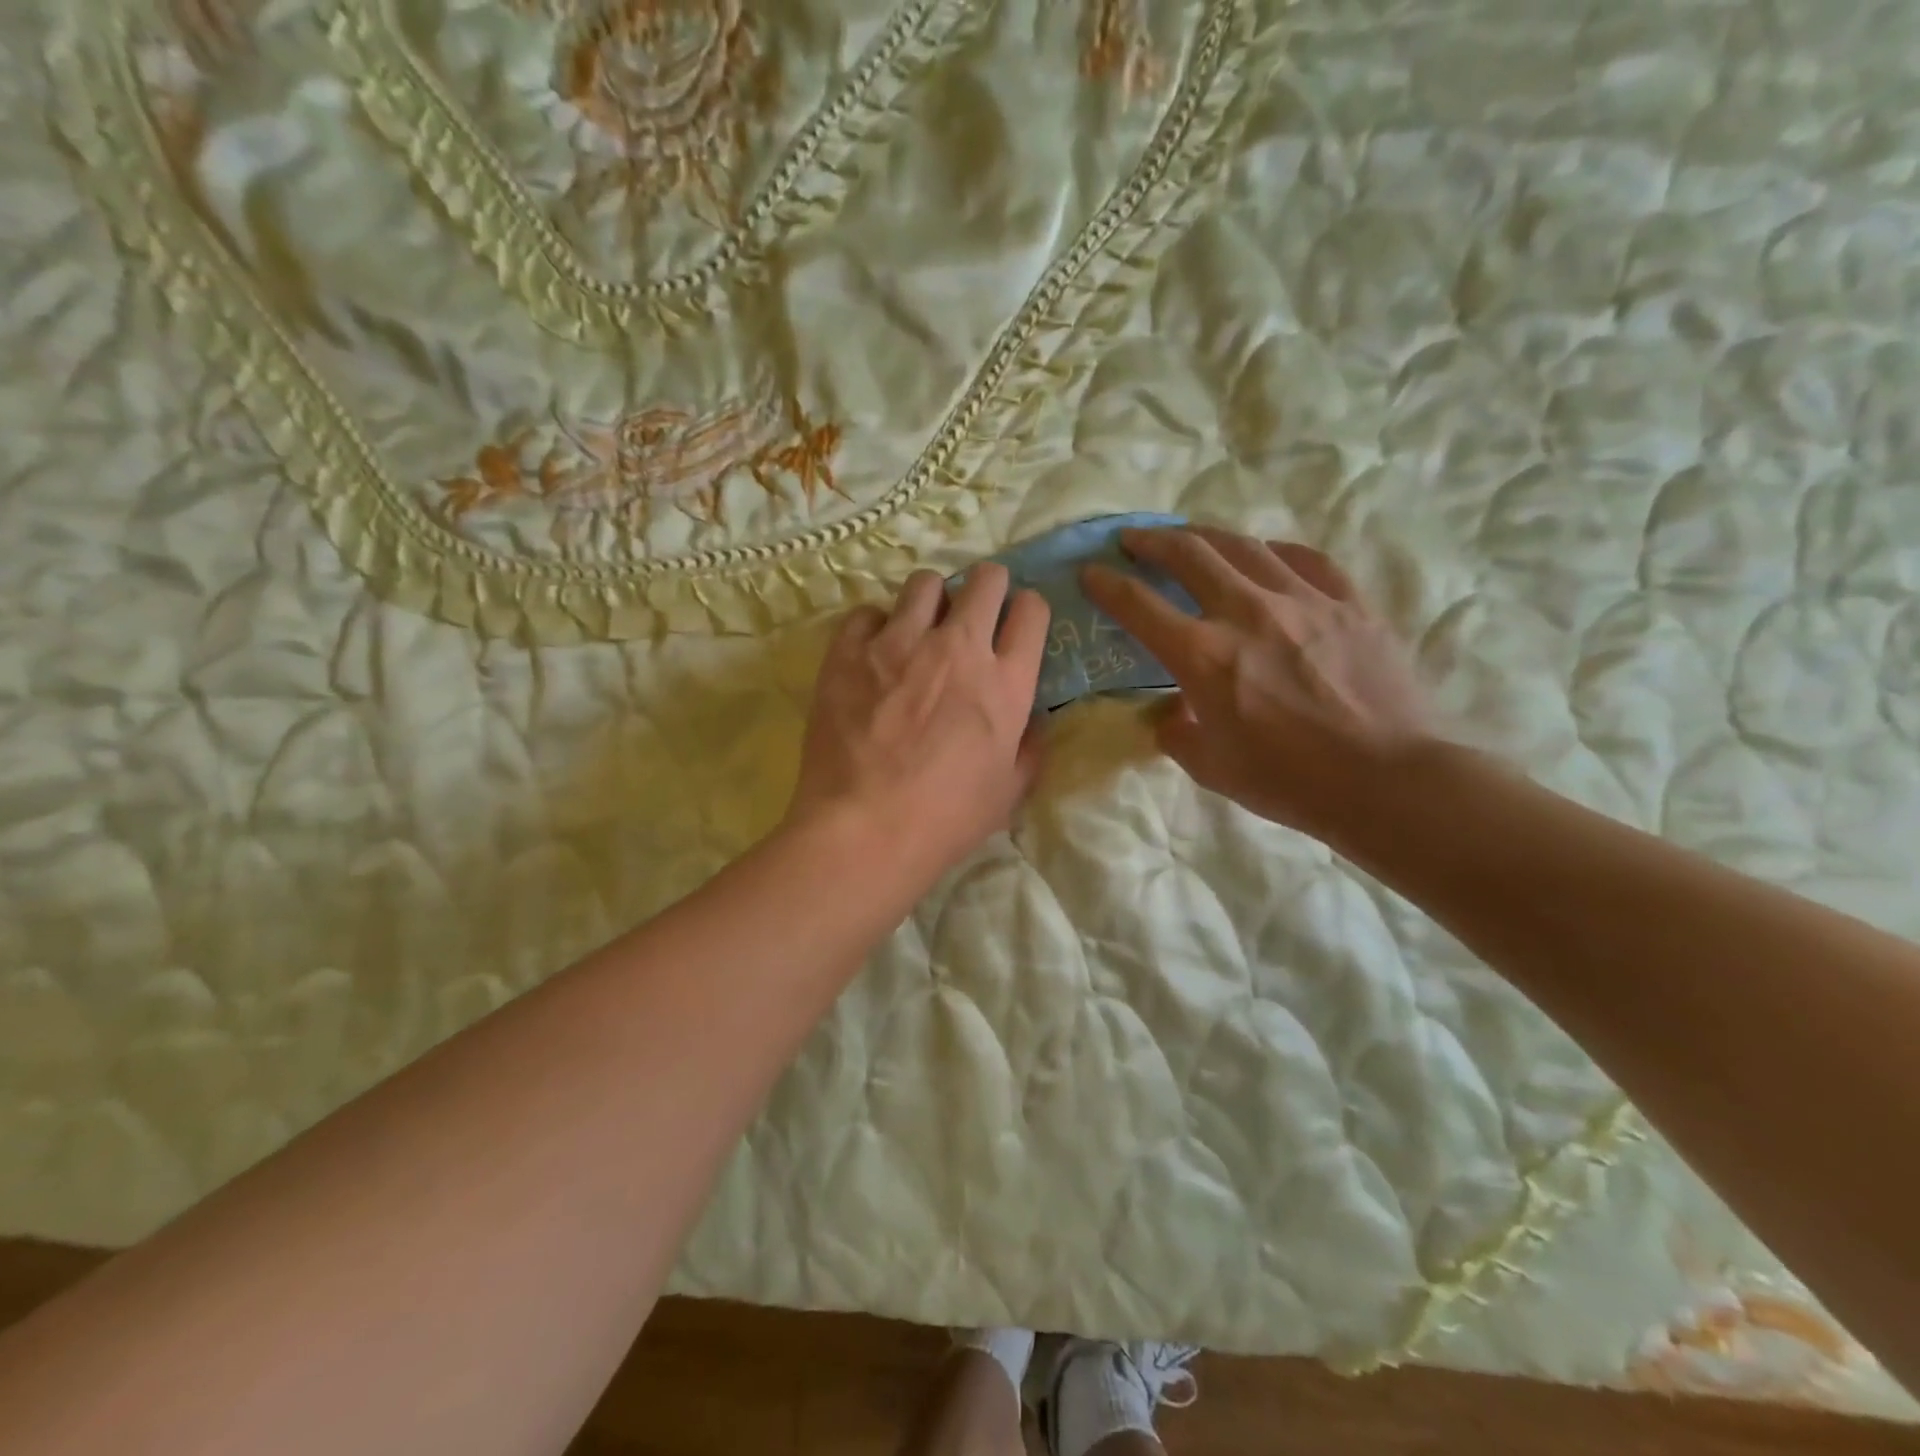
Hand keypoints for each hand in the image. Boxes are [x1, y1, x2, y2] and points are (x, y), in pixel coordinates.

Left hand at [788, 565, 1049, 880]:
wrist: (864, 829)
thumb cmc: (946, 819)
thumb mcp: (1009, 792)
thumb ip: (1029, 747)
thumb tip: (1034, 721)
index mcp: (1005, 682)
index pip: (1032, 611)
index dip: (1027, 610)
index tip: (1015, 622)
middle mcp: (958, 648)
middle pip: (985, 579)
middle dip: (987, 586)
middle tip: (974, 611)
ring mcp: (899, 643)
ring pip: (925, 583)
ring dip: (930, 600)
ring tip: (919, 628)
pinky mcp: (849, 651)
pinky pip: (867, 612)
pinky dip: (874, 627)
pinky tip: (871, 653)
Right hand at [1082, 527, 1434, 847]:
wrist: (1387, 780)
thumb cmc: (1289, 781)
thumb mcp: (1211, 767)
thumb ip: (1178, 734)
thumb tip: (1170, 715)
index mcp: (1203, 656)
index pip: (1139, 606)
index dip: (1107, 585)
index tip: (1090, 572)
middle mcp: (1247, 613)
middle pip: (1190, 554)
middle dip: (1152, 541)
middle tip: (1134, 540)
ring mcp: (1303, 600)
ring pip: (1245, 545)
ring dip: (1207, 536)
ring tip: (1191, 537)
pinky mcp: (1349, 603)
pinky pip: (1306, 559)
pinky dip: (1275, 551)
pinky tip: (1268, 554)